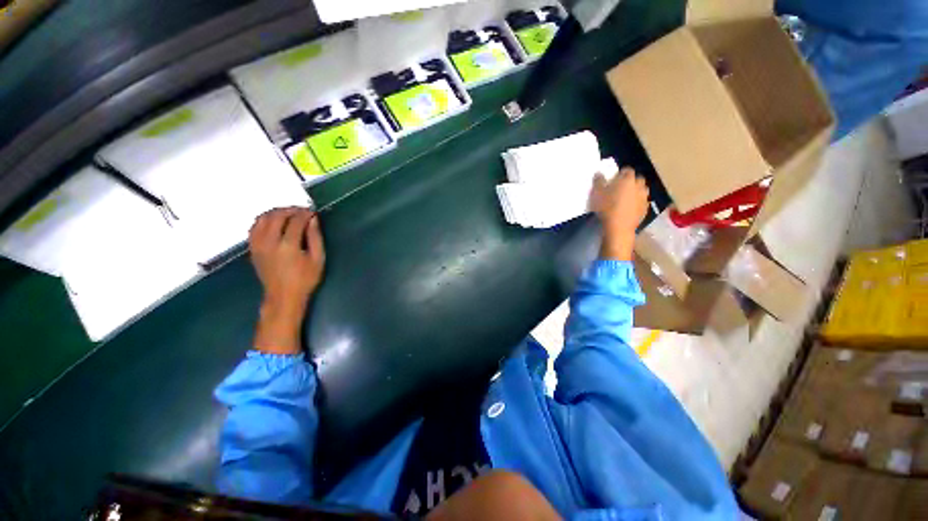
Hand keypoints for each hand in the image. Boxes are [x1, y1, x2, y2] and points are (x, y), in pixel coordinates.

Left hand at [249, 207, 325, 353]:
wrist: (283, 296)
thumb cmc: (305, 279)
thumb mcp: (318, 259)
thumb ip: (315, 237)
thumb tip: (313, 220)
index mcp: (288, 246)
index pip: (295, 221)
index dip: (305, 213)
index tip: (313, 212)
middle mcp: (270, 242)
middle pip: (277, 216)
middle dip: (291, 210)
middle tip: (302, 211)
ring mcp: (258, 245)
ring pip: (263, 218)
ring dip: (276, 212)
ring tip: (289, 214)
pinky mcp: (252, 248)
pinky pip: (254, 227)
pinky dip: (264, 220)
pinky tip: (274, 222)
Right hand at [589, 167, 649, 260]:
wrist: (618, 228)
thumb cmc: (606, 207)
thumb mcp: (596, 193)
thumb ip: (598, 181)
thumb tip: (599, 173)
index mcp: (628, 179)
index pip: (626, 170)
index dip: (619, 174)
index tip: (612, 180)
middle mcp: (639, 185)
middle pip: (636, 179)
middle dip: (629, 182)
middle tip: (618, 189)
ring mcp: (644, 198)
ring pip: (640, 191)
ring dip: (634, 192)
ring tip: (624, 200)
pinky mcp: (645, 209)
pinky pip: (641, 202)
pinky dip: (636, 204)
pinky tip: (627, 210)